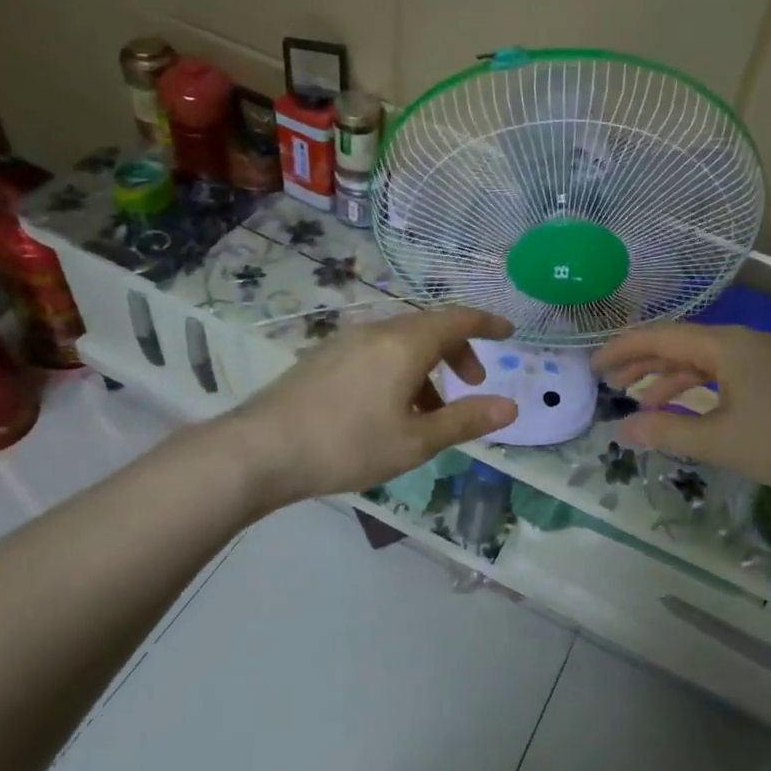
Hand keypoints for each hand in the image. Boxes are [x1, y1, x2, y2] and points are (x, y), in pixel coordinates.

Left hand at [228, 307, 519, 506]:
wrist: (259, 450)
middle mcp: (377, 332)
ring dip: (427, 365)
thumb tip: (511, 407)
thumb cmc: (347, 445)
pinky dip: (399, 369)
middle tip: (471, 383)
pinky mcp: (323, 357)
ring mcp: (345, 341)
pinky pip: (376, 351)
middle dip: (458, 351)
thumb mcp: (415, 441)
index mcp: (405, 344)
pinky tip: (388, 408)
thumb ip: (465, 420)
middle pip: (430, 328)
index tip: (509, 333)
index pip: (458, 319)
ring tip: (428, 410)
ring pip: (401, 342)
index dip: (487, 324)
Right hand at [593, 324, 770, 501]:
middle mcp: (742, 342)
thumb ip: (665, 432)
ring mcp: (761, 358)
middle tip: (609, 382)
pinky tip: (683, 409)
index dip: (623, 349)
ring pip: (702, 359)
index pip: (661, 336)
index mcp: (726, 345)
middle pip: (680, 343)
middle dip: (642, 361)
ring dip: (668, 377)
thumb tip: (621, 430)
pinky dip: (696, 388)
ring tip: (639, 400)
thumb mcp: (718, 441)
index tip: (593, 366)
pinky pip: (722, 373)